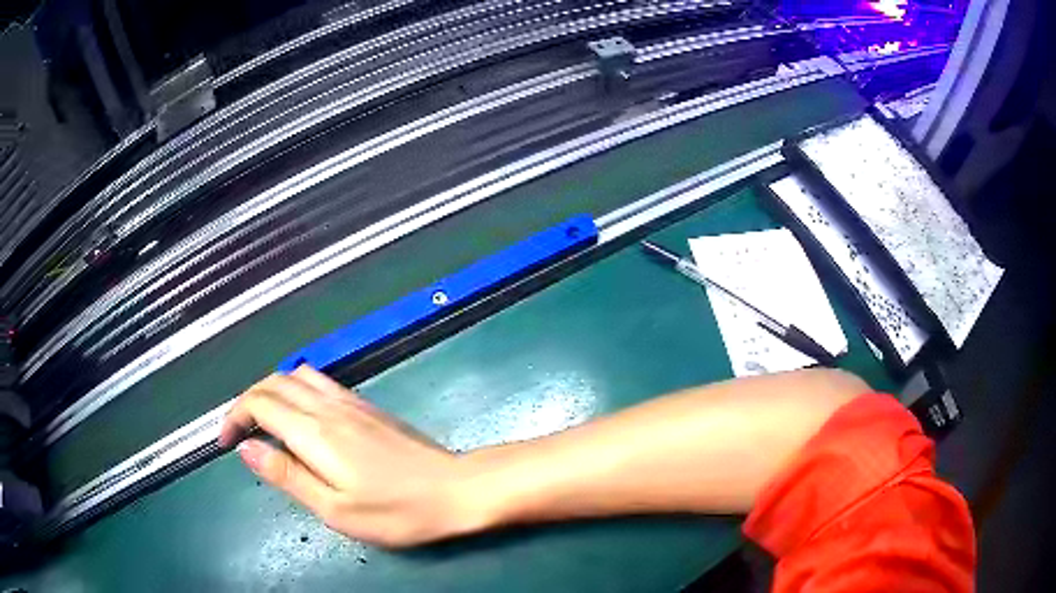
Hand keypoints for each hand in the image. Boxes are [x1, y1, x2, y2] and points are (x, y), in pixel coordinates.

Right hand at [218, 366, 486, 546]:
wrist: (456, 489)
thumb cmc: (397, 511)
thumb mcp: (335, 509)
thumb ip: (288, 475)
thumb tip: (247, 448)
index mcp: (315, 432)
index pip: (259, 403)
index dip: (234, 416)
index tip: (224, 441)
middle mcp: (329, 406)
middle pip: (274, 382)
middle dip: (247, 401)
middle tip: (239, 432)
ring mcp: (351, 402)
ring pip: (297, 376)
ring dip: (271, 391)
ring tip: (264, 423)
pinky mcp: (368, 406)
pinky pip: (320, 382)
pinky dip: (296, 389)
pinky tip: (300, 416)